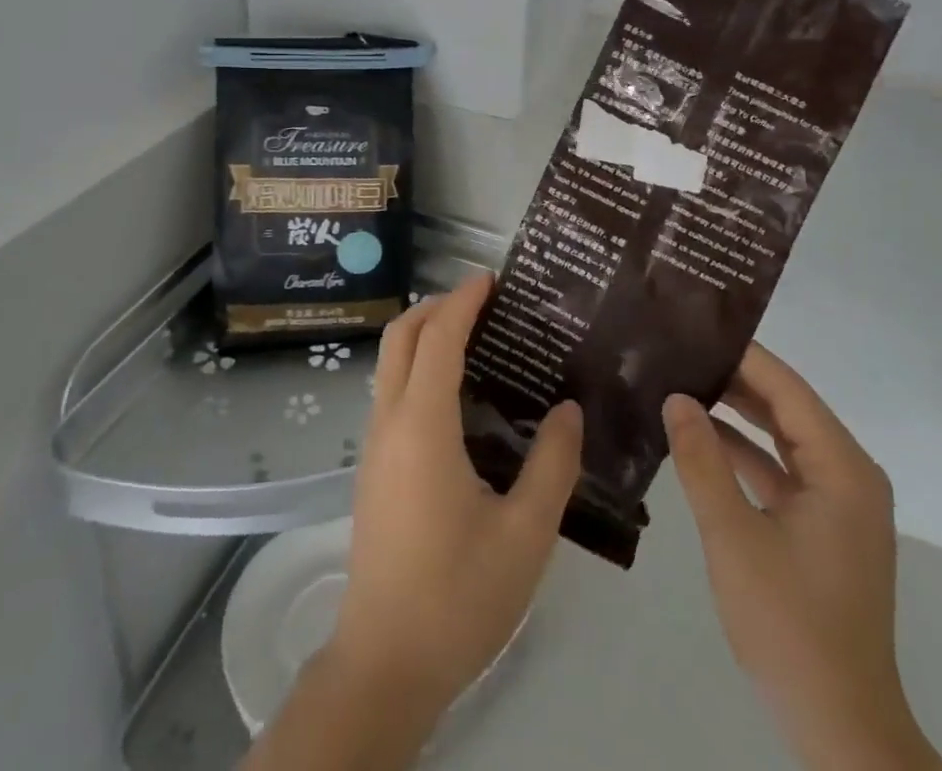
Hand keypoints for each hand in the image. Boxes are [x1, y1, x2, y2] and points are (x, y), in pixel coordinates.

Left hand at [331, 272, 583, 710]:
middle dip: (436, 306)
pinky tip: (459, 395)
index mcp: (422, 426)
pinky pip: (391, 392)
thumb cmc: (458, 596)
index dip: (463, 301)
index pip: (438, 338)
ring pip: (390, 363)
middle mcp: (389, 423)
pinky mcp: (373, 469)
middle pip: (400, 337)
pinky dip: (419, 367)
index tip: (492, 278)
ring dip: (424, 335)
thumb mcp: (524, 534)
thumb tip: (568, 409)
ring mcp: (374, 446)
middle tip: (484, 301)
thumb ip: (552, 464)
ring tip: (476, 337)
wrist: (385, 664)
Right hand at [663, 345, 941, 770]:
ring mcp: (837, 502)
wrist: (839, 725)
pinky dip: (743, 453)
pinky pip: (780, 469)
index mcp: (841, 468)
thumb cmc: (790, 624)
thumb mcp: (734, 536)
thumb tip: (676, 397)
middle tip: (678, 349)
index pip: (786, 388)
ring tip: (680, 380)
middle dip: (734, 378)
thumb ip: (702, 461)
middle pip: (786, 407)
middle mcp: (848, 474)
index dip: (741, 355)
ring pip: (781, 437)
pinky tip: (697, 437)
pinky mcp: (822, 526)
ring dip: (736, 414)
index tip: (692, 327)